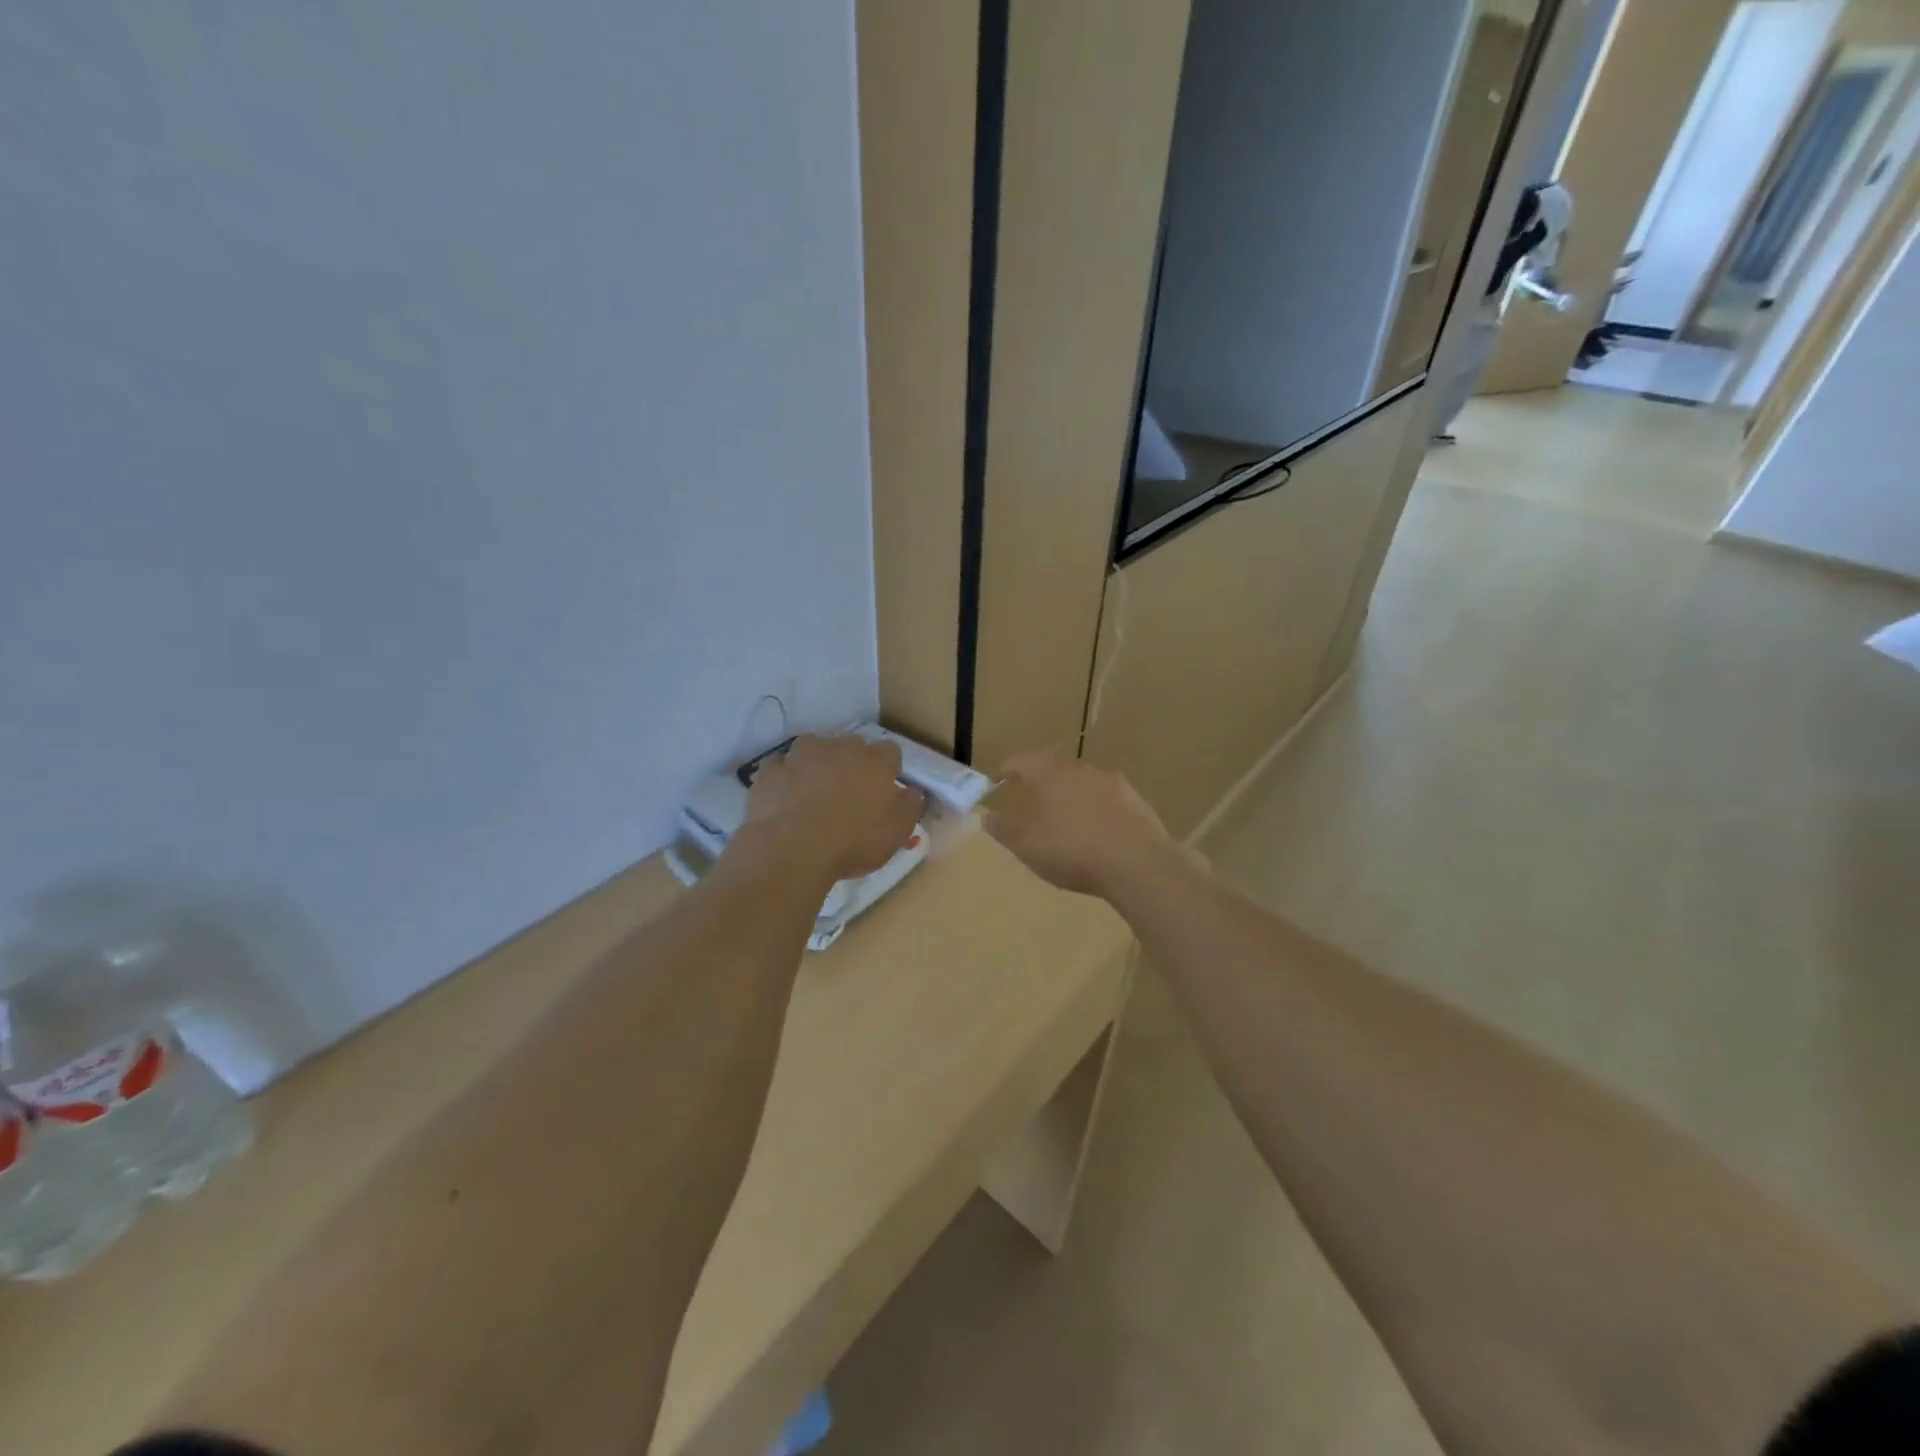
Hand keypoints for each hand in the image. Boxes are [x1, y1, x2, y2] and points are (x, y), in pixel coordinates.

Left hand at [739, 734, 924, 883]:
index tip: (884, 791)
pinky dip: (786, 777)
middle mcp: (840, 747)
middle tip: (850, 793)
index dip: (888, 770)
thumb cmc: (854, 840)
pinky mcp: (771, 770)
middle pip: (852, 746)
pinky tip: (786, 798)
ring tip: (815, 792)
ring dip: (818, 764)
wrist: (792, 848)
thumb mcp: (897, 831)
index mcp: (875, 761)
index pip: (890, 752)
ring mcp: (801, 755)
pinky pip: (781, 767)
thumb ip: (909, 806)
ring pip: (814, 749)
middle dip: (853, 763)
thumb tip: (912, 791)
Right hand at [984, 754, 1196, 900]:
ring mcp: (1113, 784)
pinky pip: (1106, 800)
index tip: (995, 779)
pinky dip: (1094, 809)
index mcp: (1051, 774)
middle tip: (1028, 793)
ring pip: (1083, 782)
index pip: (1022, 761)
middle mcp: (1082, 770)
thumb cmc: (1073, 851)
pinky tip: (1095, 830)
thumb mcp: (1028, 845)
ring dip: (1069, 793)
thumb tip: (987, 817)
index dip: (1005, 769)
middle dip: (1039, 779)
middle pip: (1054, 766)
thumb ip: (1005, 829)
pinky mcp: (1137, 802)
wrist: (1139, 864)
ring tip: (1062, 814)